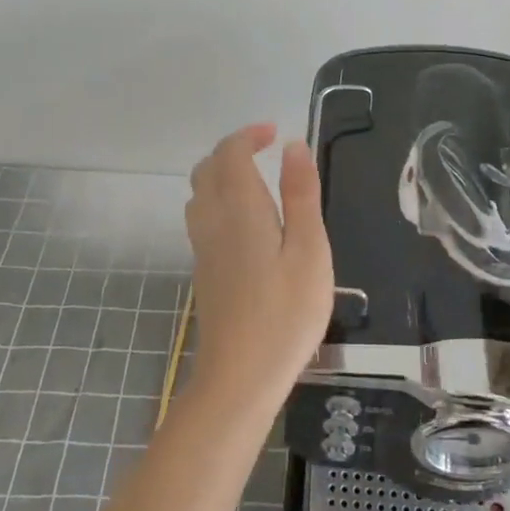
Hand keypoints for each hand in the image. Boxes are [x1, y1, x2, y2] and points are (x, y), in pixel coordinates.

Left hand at [183, 123, 334, 406]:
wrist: (240, 376)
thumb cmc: (285, 312)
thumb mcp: (309, 249)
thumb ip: (301, 194)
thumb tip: (293, 146)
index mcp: (239, 207)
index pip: (230, 153)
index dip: (249, 135)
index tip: (275, 134)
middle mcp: (212, 219)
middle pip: (208, 168)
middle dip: (233, 150)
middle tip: (266, 151)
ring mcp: (202, 246)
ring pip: (200, 193)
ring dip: (223, 174)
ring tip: (258, 180)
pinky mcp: (203, 269)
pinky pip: (202, 216)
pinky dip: (219, 199)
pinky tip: (247, 222)